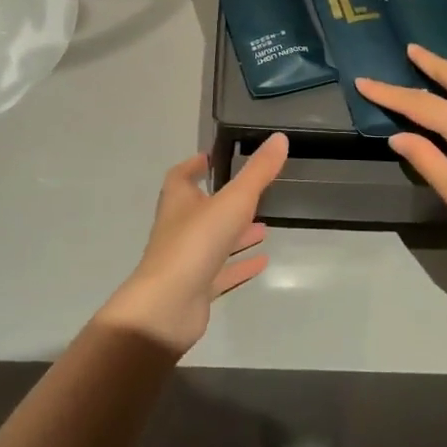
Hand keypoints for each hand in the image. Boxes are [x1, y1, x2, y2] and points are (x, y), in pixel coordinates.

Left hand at [96, 133, 288, 355]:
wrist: (167, 308)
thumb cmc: (195, 244)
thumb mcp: (232, 201)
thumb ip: (257, 172)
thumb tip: (279, 138)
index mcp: (179, 202)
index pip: (181, 177)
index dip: (193, 166)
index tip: (211, 158)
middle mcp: (179, 228)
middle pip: (199, 209)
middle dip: (224, 201)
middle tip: (252, 194)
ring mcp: (187, 261)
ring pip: (214, 242)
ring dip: (236, 234)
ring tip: (265, 227)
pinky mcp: (196, 289)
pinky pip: (221, 273)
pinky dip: (240, 265)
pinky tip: (262, 262)